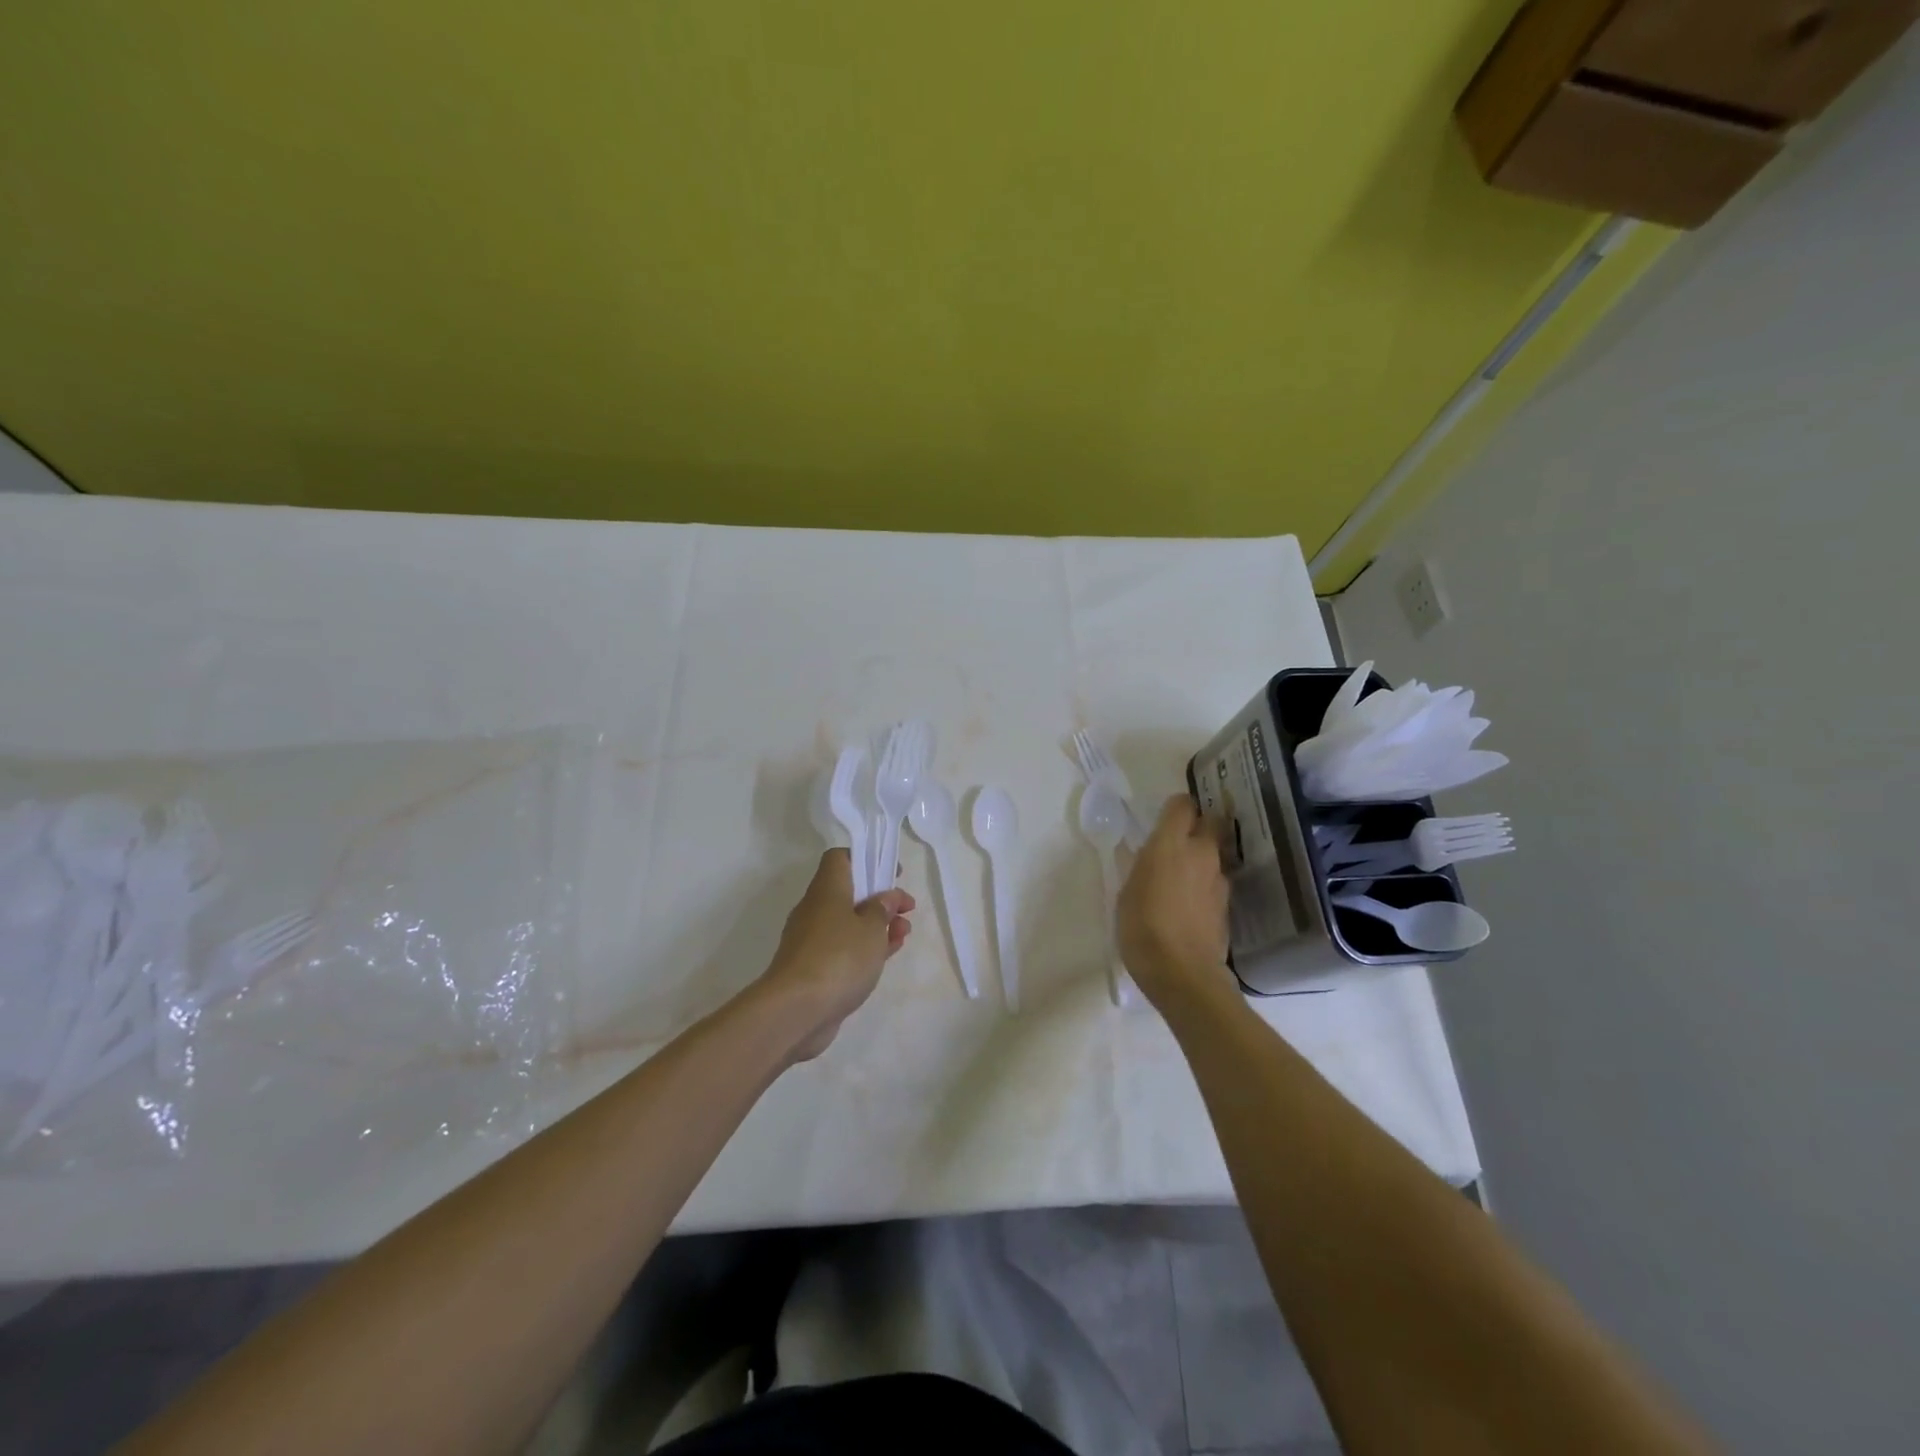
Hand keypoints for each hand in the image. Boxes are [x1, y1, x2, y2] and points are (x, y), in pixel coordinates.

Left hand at [754, 849, 912, 1061]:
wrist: (796, 1010)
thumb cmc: (839, 957)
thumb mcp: (871, 928)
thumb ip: (882, 909)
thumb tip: (885, 897)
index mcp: (826, 889)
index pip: (840, 859)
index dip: (866, 860)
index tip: (891, 874)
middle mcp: (815, 909)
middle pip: (848, 892)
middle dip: (880, 899)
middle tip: (906, 910)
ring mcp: (812, 941)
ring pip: (848, 923)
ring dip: (877, 926)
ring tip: (904, 934)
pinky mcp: (814, 968)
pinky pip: (844, 948)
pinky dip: (865, 948)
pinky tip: (887, 955)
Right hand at [1117, 794, 1230, 1009]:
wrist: (1181, 972)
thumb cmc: (1141, 927)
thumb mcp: (1126, 891)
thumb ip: (1141, 866)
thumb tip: (1147, 856)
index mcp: (1170, 844)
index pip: (1182, 805)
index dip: (1175, 808)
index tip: (1164, 818)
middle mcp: (1201, 853)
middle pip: (1209, 823)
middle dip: (1197, 826)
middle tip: (1177, 842)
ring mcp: (1218, 880)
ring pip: (1214, 854)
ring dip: (1201, 858)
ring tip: (1181, 877)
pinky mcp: (1227, 904)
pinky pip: (1216, 882)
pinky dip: (1205, 885)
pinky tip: (1190, 904)